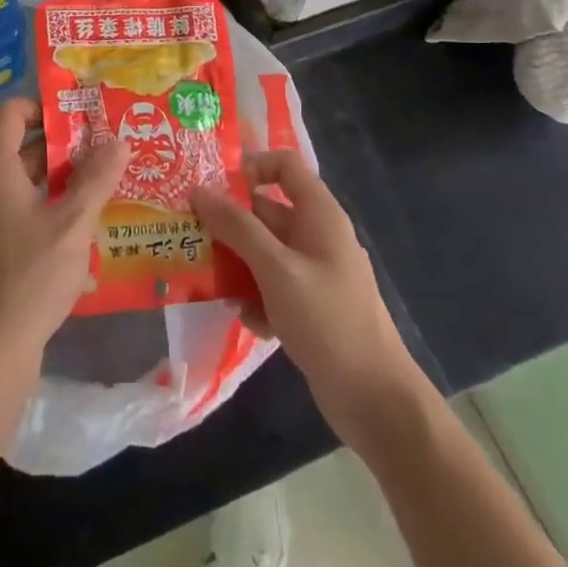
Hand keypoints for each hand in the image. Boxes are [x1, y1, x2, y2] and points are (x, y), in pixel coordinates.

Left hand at [0, 98, 127, 374]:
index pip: (10, 113)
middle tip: (106, 143)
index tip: (82, 113)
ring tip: (106, 176)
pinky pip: (24, 207)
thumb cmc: (30, 276)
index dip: (43, 106)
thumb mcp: (73, 224)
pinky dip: (52, 202)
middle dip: (63, 142)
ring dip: (62, 175)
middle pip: (21, 145)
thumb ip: (97, 179)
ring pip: (26, 179)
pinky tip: (87, 218)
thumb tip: (119, 140)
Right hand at [192, 151, 417, 451]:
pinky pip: (271, 286)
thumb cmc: (328, 322)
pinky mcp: (308, 306)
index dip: (251, 168)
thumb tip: (199, 190)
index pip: (285, 165)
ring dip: (237, 265)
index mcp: (319, 215)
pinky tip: (248, 321)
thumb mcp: (277, 269)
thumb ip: (237, 228)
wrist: (375, 401)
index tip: (216, 190)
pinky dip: (256, 298)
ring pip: (263, 252)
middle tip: (191, 234)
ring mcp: (313, 273)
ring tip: (210, 281)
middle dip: (229, 223)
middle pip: (265, 211)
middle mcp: (316, 236)